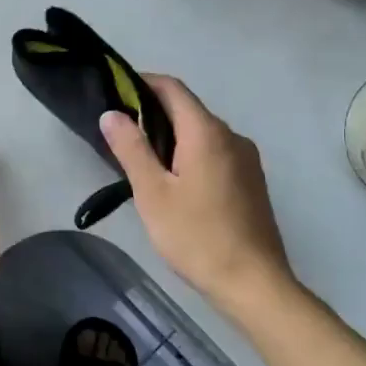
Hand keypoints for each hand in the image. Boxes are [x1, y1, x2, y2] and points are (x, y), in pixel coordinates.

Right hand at [99, 76, 292, 311]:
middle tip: (120, 132)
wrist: (253, 282)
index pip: (173, 88)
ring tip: (142, 160)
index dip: (143, 83)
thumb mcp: (153, 193)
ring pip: (202, 134)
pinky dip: (191, 154)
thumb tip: (112, 114)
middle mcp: (232, 136)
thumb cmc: (196, 236)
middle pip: (188, 110)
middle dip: (153, 113)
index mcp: (207, 132)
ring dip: (172, 137)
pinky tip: (175, 182)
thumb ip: (131, 149)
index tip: (115, 92)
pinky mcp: (252, 181)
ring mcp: (247, 159)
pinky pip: (216, 153)